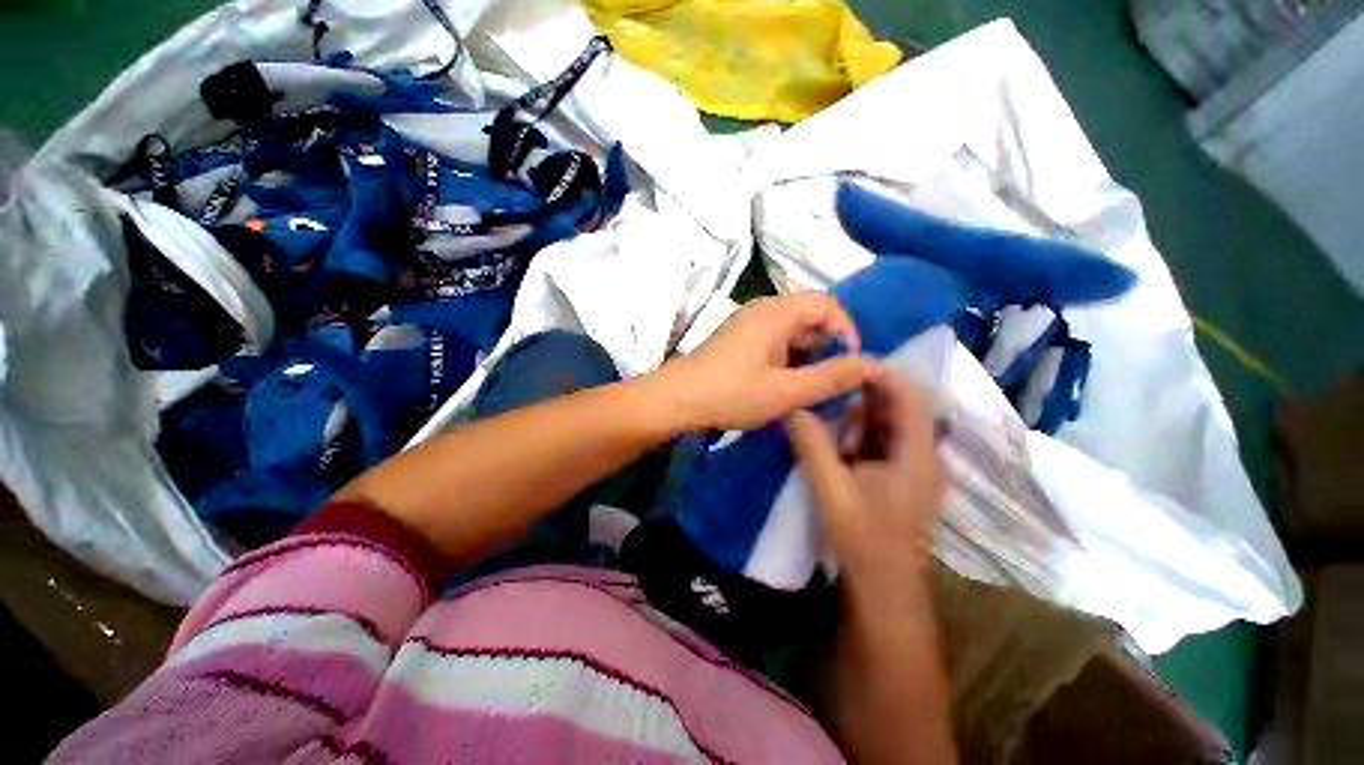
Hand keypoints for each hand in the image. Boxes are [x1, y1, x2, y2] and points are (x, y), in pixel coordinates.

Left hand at [661, 293, 872, 430]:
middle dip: (825, 348)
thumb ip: (831, 378)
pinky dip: (786, 358)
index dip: (846, 332)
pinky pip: (773, 340)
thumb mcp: (786, 391)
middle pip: (810, 317)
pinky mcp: (737, 338)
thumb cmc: (731, 393)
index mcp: (776, 312)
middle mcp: (762, 309)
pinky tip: (781, 384)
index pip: (828, 305)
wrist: (676, 399)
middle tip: (826, 382)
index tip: (847, 366)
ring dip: (805, 356)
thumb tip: (872, 365)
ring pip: (791, 331)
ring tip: (805, 387)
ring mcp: (746, 323)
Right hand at [786, 371, 943, 592]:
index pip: (911, 399)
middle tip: (829, 381)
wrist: (882, 587)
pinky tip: (835, 432)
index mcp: (916, 456)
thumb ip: (812, 446)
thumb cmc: (862, 539)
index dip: (884, 375)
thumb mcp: (831, 490)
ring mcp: (911, 465)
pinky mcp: (897, 475)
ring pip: (889, 422)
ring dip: (860, 411)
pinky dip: (858, 430)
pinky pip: (880, 439)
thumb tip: (794, 407)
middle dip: (865, 391)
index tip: (847, 363)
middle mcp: (921, 455)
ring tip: (827, 404)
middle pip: (900, 407)